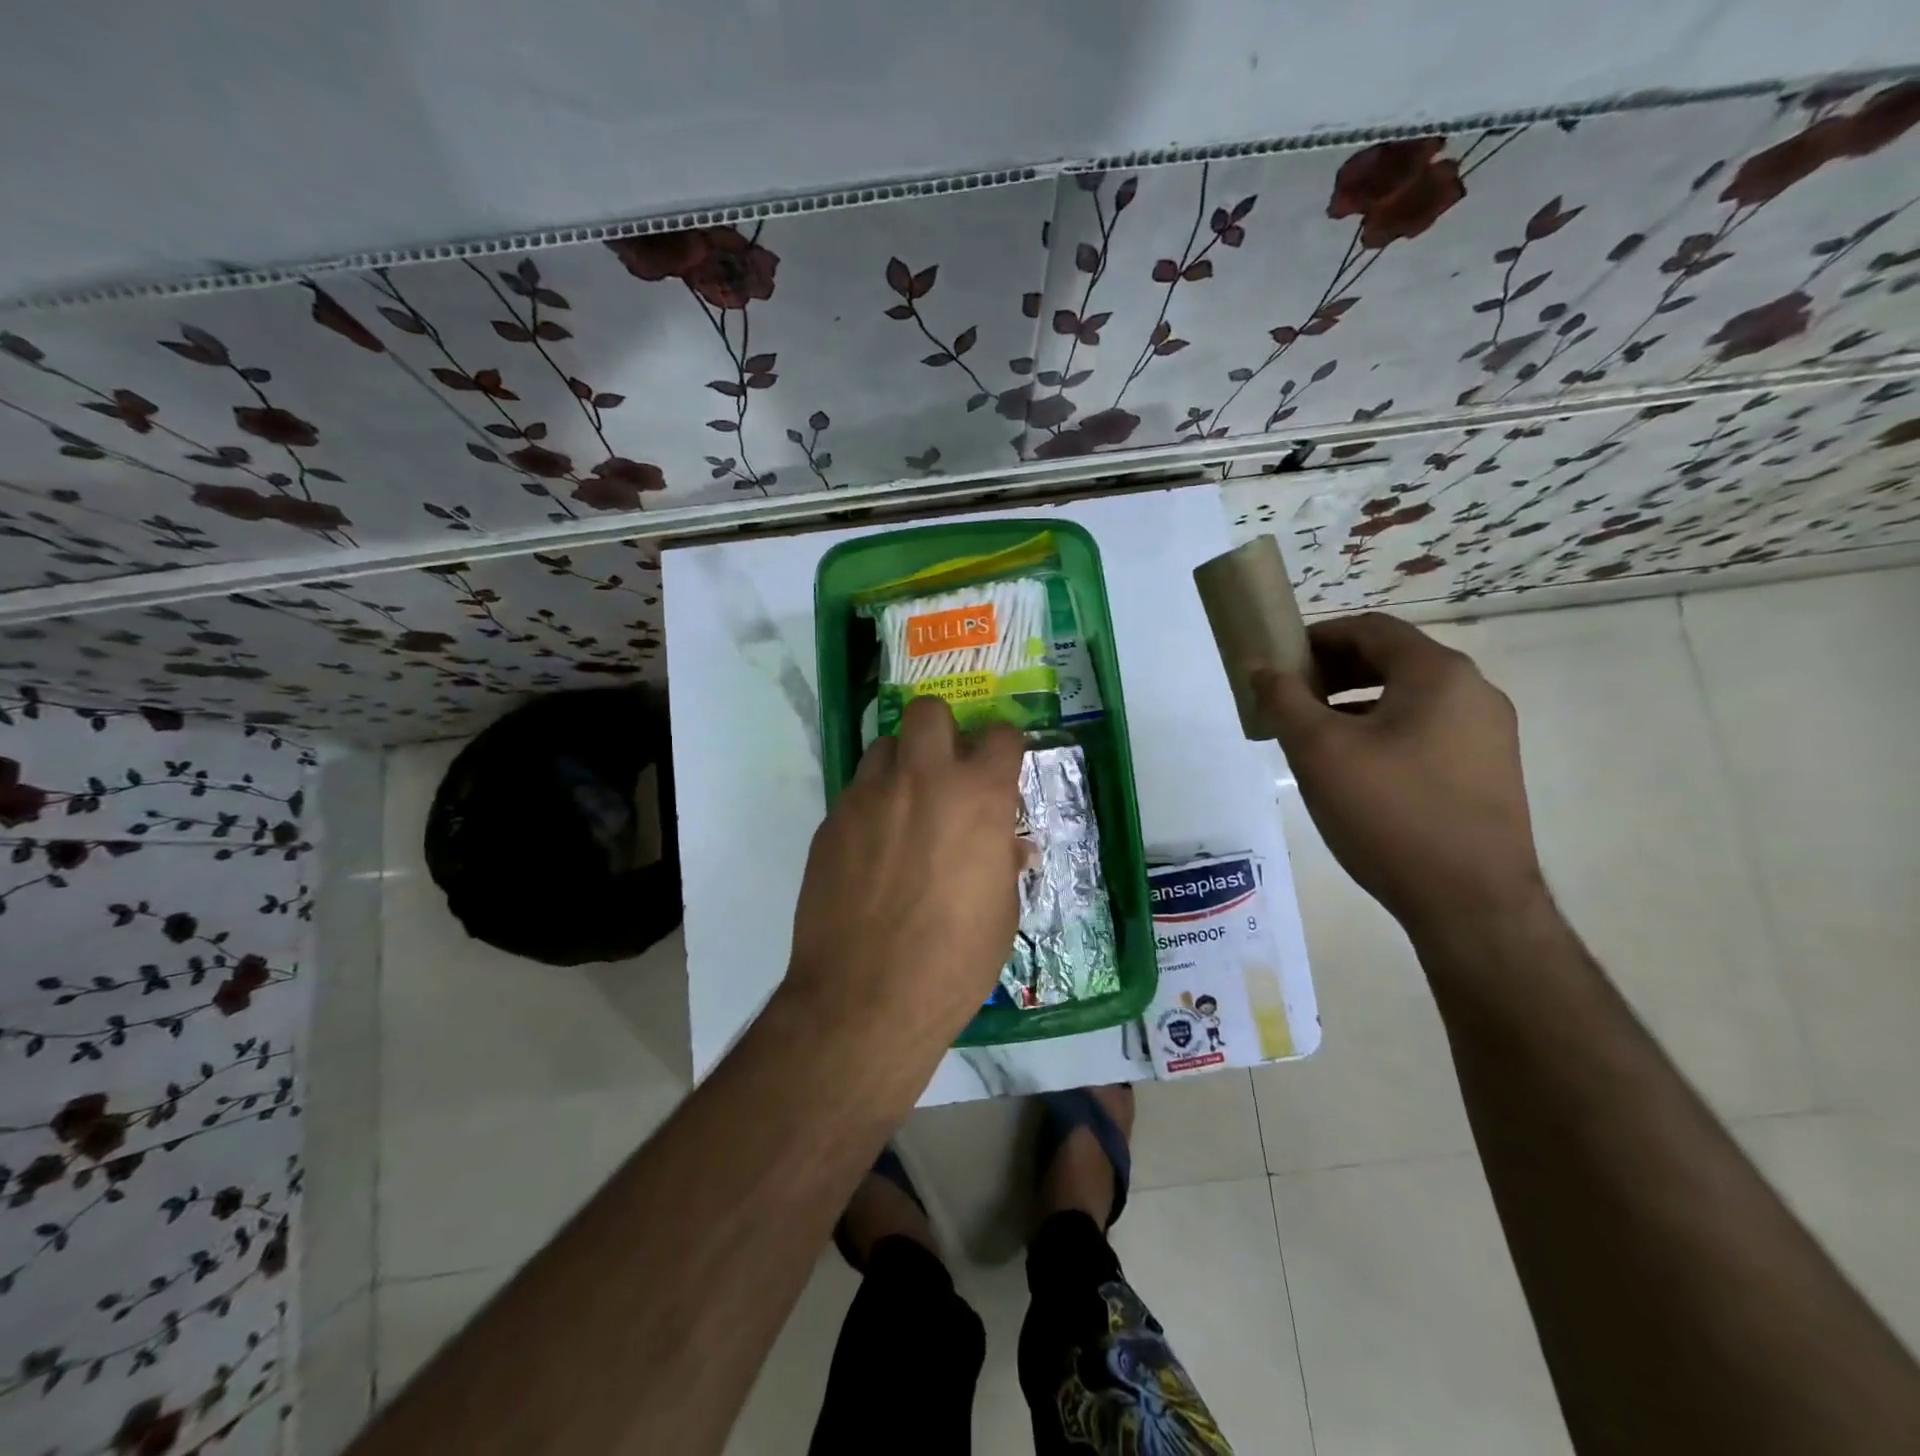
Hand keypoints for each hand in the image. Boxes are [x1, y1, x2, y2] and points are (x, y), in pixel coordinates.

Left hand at [785, 695, 1026, 1048]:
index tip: (1002, 767)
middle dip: (943, 731)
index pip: (1001, 735)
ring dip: (902, 765)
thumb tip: (1007, 846)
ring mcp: (868, 797)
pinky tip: (873, 849)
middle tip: (947, 772)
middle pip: (929, 711)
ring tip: (906, 807)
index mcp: (979, 797)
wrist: (866, 999)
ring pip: (884, 746)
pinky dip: (871, 805)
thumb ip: (1004, 864)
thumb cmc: (954, 961)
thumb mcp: (1002, 915)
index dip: (1005, 747)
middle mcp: (923, 779)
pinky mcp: (831, 822)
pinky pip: (855, 792)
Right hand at [1253, 612, 1545, 937]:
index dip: (1318, 636)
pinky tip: (1355, 767)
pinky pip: (1426, 729)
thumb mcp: (1319, 752)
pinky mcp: (1488, 770)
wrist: (1471, 902)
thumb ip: (1284, 700)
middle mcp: (1474, 692)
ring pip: (1409, 698)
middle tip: (1291, 697)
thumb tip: (1259, 666)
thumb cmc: (1389, 813)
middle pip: (1393, 659)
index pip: (1371, 629)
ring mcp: (1488, 733)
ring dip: (1356, 702)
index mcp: (1439, 674)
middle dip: (1335, 670)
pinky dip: (1383, 730)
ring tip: (1314, 734)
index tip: (1279, 660)